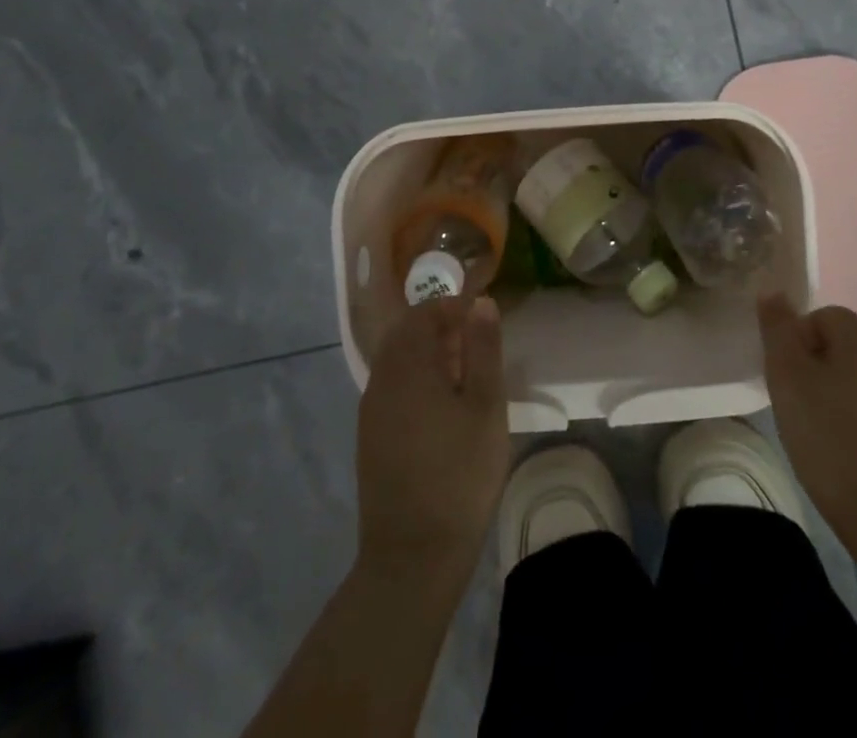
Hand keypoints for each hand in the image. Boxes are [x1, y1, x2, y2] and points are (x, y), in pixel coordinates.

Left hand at [356, 295, 509, 592]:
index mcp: (408, 364)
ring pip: (397, 361)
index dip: (453, 306)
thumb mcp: (486, 405)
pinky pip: (392, 388)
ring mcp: (372, 410)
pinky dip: (416, 380)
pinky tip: (442, 407)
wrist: (413, 555)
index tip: (482, 317)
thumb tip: (480, 302)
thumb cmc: (460, 473)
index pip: (424, 312)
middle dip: (440, 327)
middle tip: (476, 342)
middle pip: (406, 334)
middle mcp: (382, 379)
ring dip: (428, 354)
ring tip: (465, 374)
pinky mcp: (370, 437)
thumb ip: (483, 348)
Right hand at [758, 294, 856, 554]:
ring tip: (823, 438)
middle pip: (846, 349)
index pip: (823, 316)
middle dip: (820, 370)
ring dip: (844, 399)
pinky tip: (853, 461)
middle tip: (798, 408)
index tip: (784, 380)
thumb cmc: (833, 440)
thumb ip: (778, 331)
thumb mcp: (788, 379)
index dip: (797, 343)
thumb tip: (773, 291)